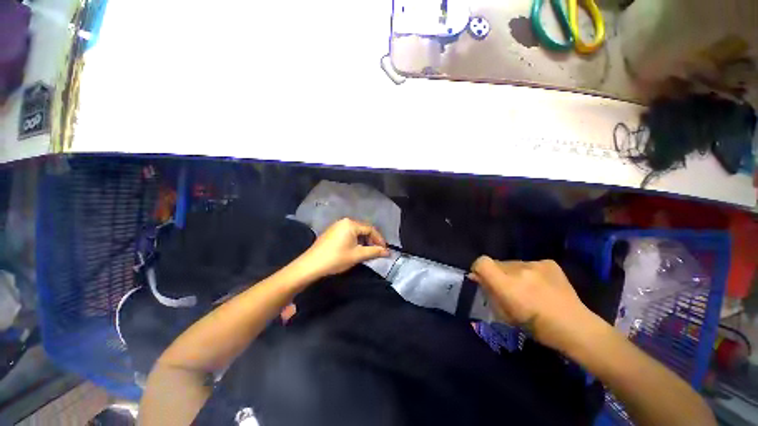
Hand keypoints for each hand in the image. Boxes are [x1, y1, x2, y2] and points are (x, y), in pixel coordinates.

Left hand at [297, 218, 390, 278]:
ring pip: (356, 231)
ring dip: (363, 240)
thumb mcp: (357, 255)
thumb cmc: (336, 258)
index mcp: (351, 224)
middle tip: (377, 251)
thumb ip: (374, 252)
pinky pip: (348, 233)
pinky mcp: (331, 231)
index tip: (384, 250)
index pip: (370, 229)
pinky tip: (355, 249)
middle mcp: (344, 221)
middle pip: (363, 229)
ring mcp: (336, 225)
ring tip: (367, 251)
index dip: (379, 239)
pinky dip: (355, 240)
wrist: (311, 265)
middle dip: (372, 240)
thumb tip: (388, 252)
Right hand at [470, 256, 597, 351]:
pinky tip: (541, 285)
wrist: (575, 327)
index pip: (482, 262)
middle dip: (497, 274)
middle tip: (508, 289)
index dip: (478, 268)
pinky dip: (529, 272)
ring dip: (513, 273)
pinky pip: (529, 264)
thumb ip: (489, 292)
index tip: (482, 278)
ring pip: (513, 264)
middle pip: (497, 263)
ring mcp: (535, 264)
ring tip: (528, 288)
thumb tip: (478, 277)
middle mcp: (519, 269)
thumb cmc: (535, 327)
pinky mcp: (548, 262)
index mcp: (507, 284)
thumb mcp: (504, 314)